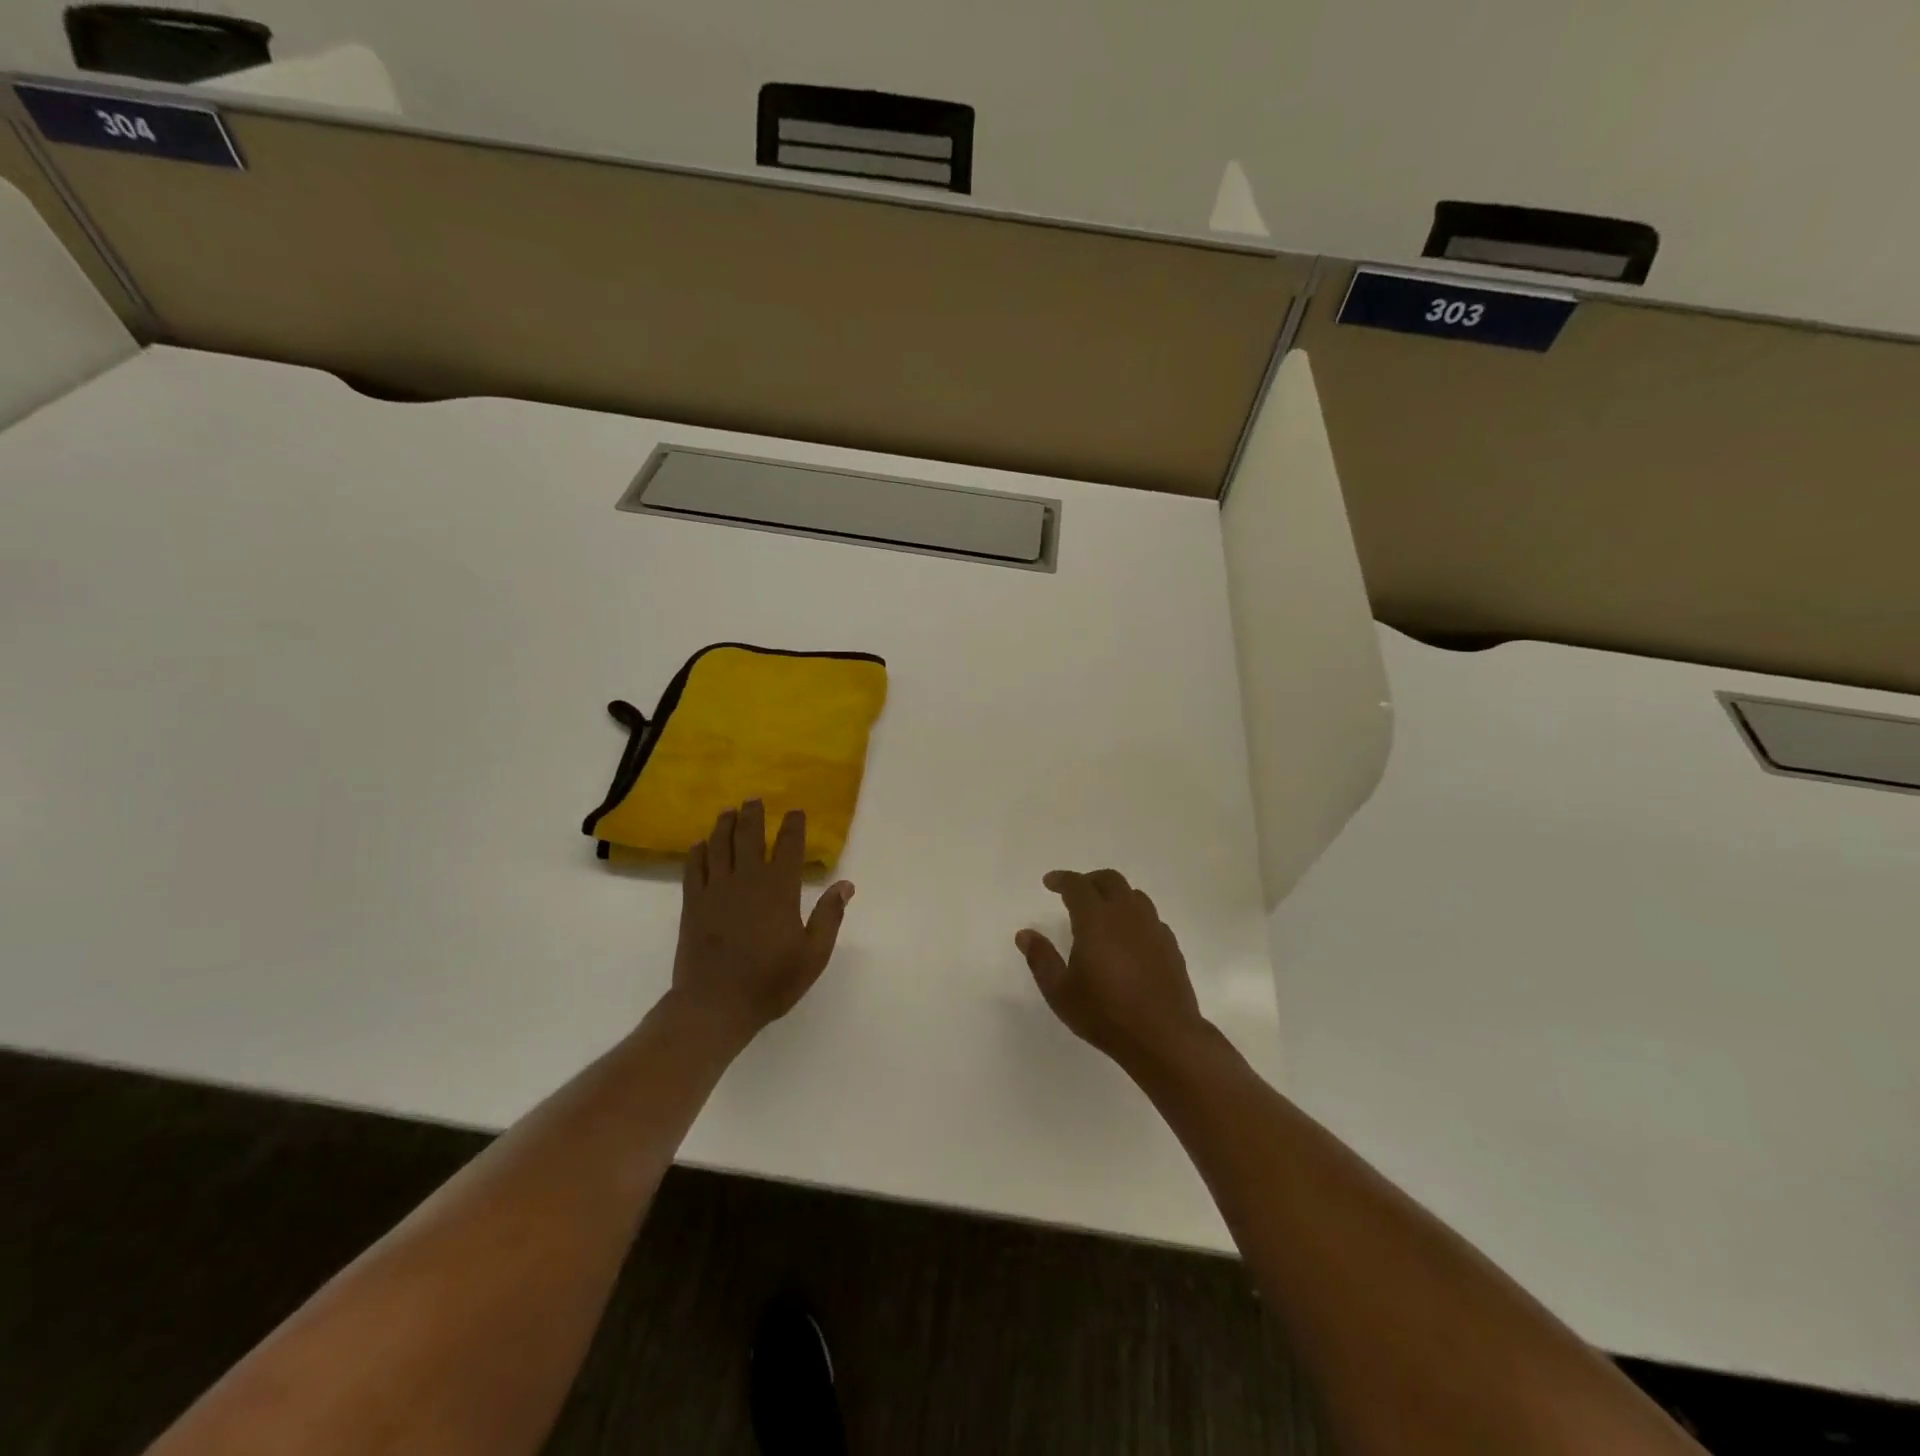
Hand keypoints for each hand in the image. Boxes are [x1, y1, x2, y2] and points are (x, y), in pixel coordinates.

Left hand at [671, 801, 852, 1040]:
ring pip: (719, 846)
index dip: (793, 825)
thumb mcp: (813, 955)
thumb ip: (829, 917)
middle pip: (748, 836)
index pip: (788, 846)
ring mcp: (715, 890)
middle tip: (754, 800)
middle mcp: (746, 880)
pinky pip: (694, 869)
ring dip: (724, 825)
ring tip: (728, 812)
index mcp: (779, 889)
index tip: (795, 812)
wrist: (714, 1005)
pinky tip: (700, 845)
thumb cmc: (770, 982)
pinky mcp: (692, 904)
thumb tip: (846, 885)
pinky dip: (698, 852)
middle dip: (753, 815)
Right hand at [1016, 869, 1208, 1070]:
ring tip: (1102, 913)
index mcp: (1095, 919)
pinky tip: (1128, 938)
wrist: (1163, 1036)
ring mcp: (1152, 928)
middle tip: (1074, 893)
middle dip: (1089, 880)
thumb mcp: (1060, 992)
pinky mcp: (1170, 945)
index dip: (1061, 879)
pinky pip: (1150, 918)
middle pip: (1109, 880)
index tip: (1049, 882)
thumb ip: (1041, 958)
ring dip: (1115, 895)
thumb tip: (1025, 934)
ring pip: (1134, 895)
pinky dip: (1134, 917)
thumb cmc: (1105, 1013)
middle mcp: (1126, 915)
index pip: (1077, 885)